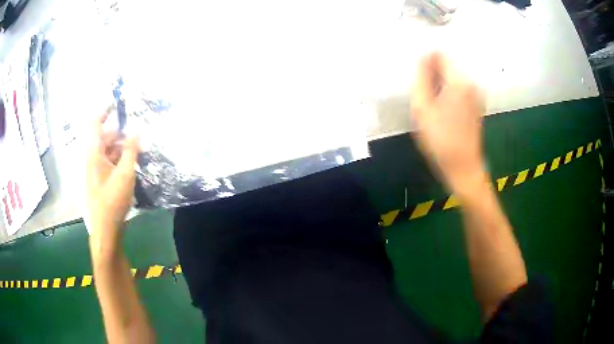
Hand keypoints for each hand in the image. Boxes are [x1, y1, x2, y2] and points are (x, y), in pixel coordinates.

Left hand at [85, 107, 138, 243]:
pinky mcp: (101, 180)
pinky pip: (110, 162)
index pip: (95, 124)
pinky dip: (120, 160)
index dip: (105, 111)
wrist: (105, 230)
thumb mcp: (125, 174)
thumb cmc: (112, 201)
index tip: (117, 103)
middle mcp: (93, 159)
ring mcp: (97, 170)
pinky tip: (133, 165)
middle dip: (121, 133)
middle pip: (105, 137)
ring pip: (109, 151)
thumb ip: (131, 150)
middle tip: (138, 135)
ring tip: (139, 151)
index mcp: (94, 153)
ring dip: (122, 148)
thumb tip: (138, 130)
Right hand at [411, 52, 486, 195]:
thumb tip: (423, 57)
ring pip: (453, 80)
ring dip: (440, 87)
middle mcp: (472, 84)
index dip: (426, 63)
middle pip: (447, 67)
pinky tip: (443, 113)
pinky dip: (449, 95)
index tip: (419, 80)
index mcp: (460, 81)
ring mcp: (477, 96)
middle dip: (433, 76)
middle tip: (424, 97)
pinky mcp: (477, 106)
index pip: (440, 55)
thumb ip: (421, 78)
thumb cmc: (440, 140)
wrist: (463, 168)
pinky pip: (459, 91)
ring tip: (433, 107)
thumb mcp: (422, 108)